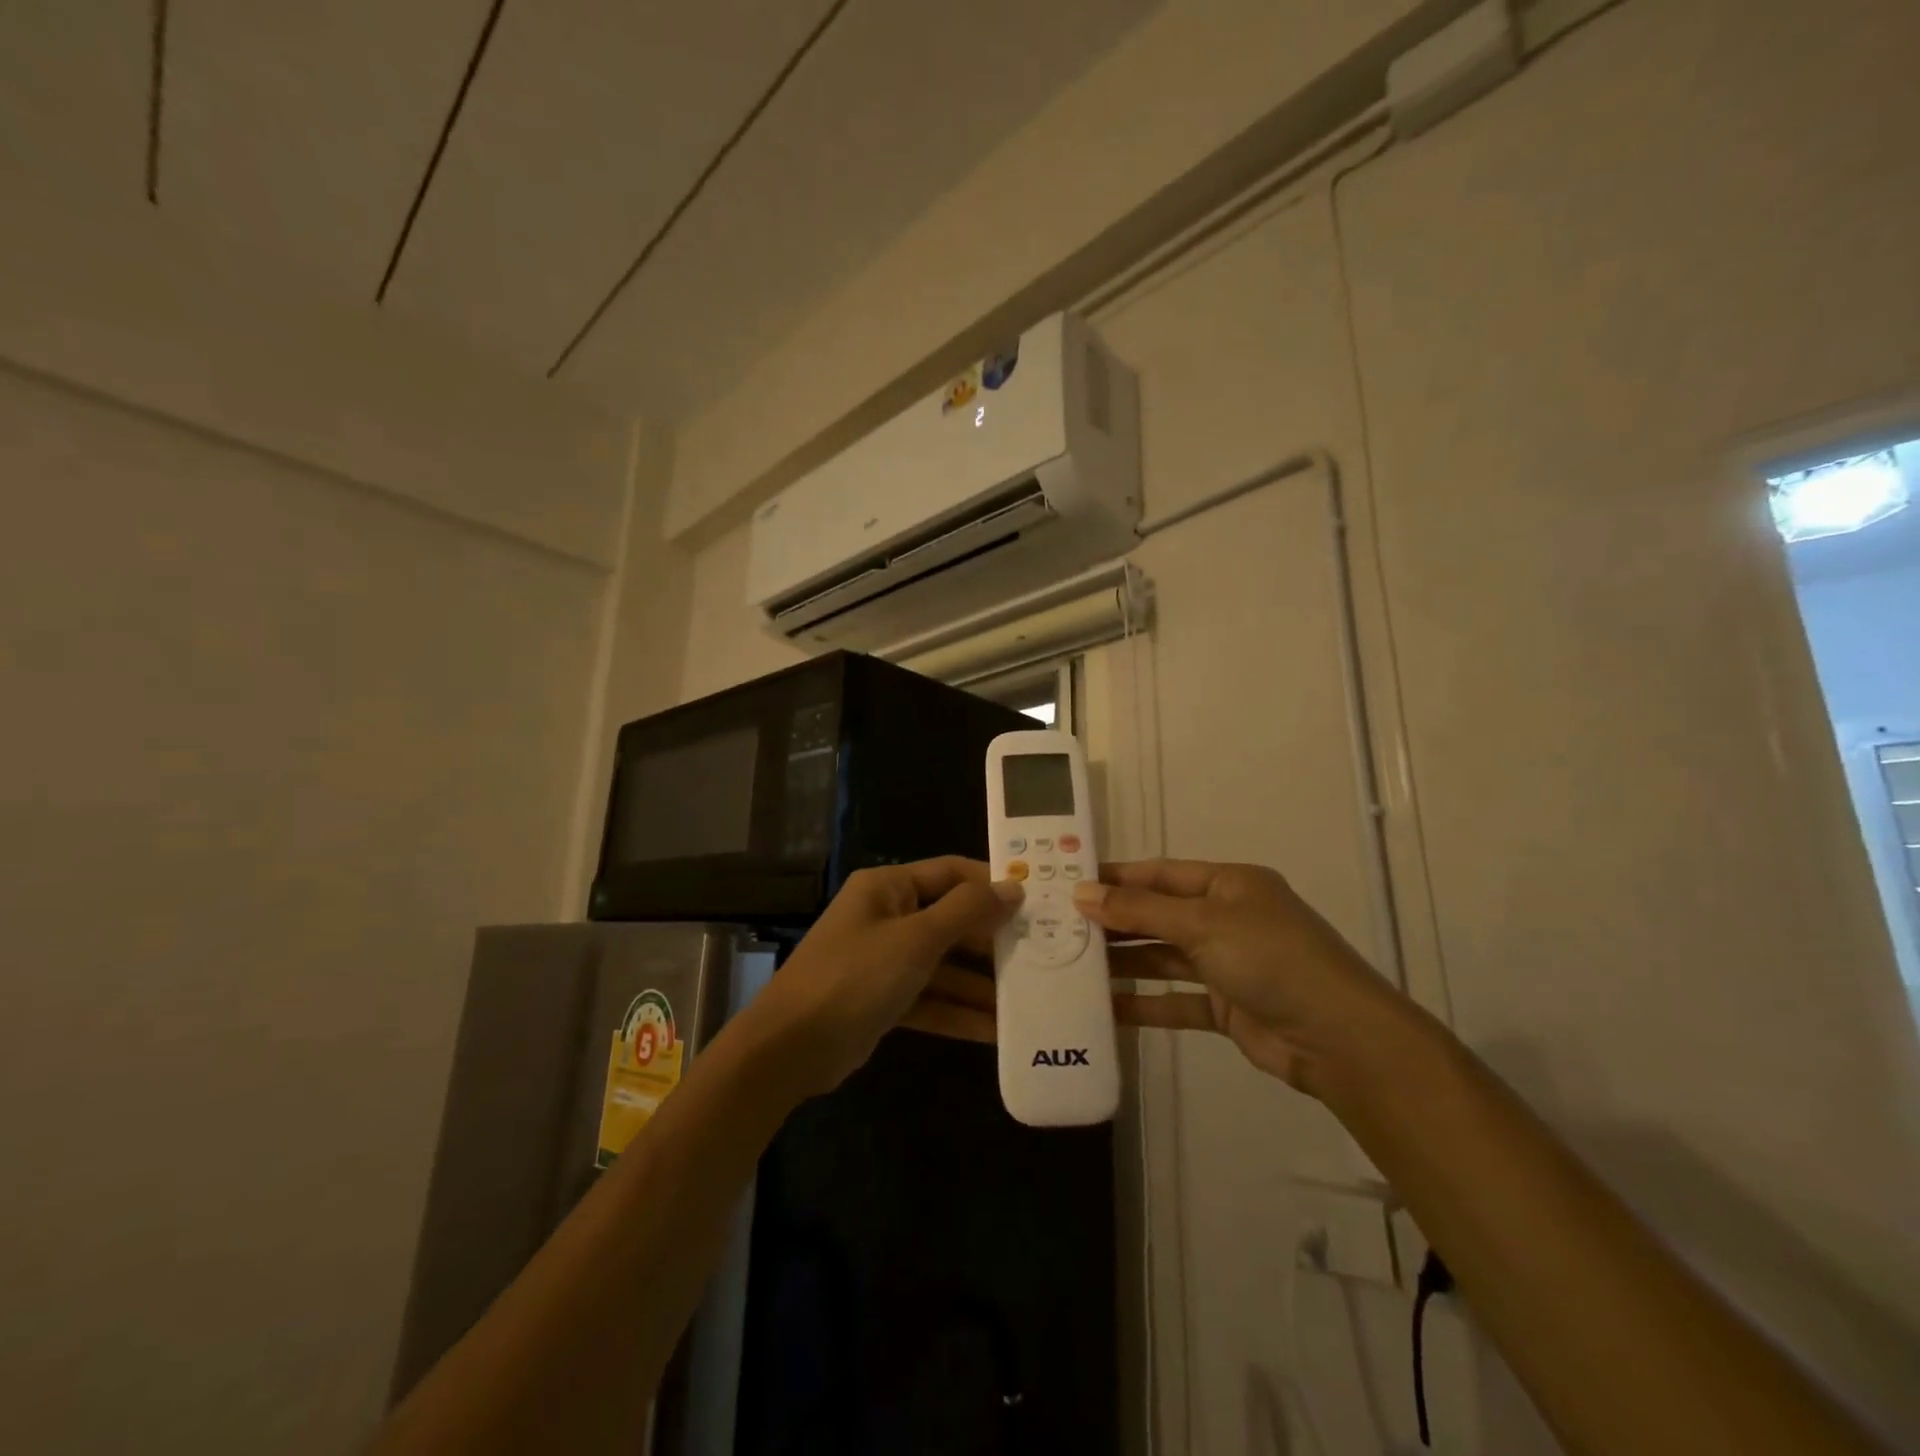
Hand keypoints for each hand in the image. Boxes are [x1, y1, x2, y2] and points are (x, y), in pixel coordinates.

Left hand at [737, 858, 1020, 1098]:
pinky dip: (958, 1012)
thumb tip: (1012, 886)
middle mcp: (887, 917)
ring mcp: (885, 960)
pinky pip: (930, 998)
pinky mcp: (884, 999)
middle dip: (991, 940)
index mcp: (888, 888)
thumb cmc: (855, 976)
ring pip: (944, 964)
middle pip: (950, 920)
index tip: (1036, 900)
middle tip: (1042, 954)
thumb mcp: (916, 939)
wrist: (790, 1048)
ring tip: (1029, 998)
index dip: (991, 883)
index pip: (950, 872)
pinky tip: (997, 1032)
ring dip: (980, 983)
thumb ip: (966, 912)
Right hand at [912, 859, 1422, 1096]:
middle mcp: (1226, 918)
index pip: (1160, 874)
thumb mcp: (1203, 924)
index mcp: (1228, 885)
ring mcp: (1226, 964)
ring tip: (1073, 965)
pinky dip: (1144, 1004)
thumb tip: (1082, 893)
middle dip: (1114, 921)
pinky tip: (1106, 1009)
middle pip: (1158, 915)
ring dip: (1124, 962)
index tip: (1068, 882)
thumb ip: (1140, 910)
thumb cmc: (1271, 959)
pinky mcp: (1225, 1007)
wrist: (1339, 1039)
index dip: (1116, 878)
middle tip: (1060, 927)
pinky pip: (1175, 999)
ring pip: (1163, 957)